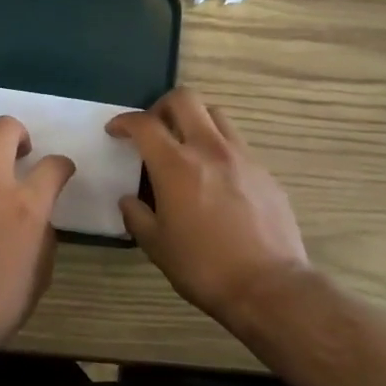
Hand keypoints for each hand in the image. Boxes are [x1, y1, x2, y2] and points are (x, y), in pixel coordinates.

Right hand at [106, 87, 310, 325]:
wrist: (269, 286)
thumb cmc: (204, 267)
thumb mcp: (157, 246)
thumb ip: (137, 216)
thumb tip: (130, 200)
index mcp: (176, 166)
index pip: (145, 124)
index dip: (124, 121)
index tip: (116, 131)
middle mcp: (210, 149)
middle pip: (185, 99)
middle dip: (162, 106)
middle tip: (154, 129)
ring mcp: (243, 157)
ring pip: (216, 115)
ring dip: (195, 121)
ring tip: (186, 147)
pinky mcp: (265, 172)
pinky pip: (237, 145)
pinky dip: (219, 149)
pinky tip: (216, 179)